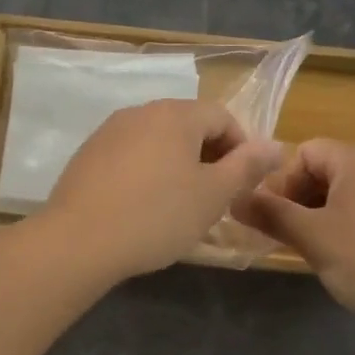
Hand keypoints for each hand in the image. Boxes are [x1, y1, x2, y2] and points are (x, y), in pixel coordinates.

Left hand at [42, 100, 284, 279]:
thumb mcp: (213, 195)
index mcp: (176, 115)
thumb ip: (247, 166)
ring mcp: (108, 132)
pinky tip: (141, 207)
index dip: (241, 148)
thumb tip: (276, 145)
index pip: (222, 117)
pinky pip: (129, 156)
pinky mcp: (87, 155)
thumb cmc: (157, 217)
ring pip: (157, 141)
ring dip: (176, 164)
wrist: (78, 242)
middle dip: (208, 156)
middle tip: (213, 197)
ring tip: (178, 204)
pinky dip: (145, 173)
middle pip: (188, 125)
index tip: (241, 184)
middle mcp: (140, 112)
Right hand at [233, 139, 354, 330]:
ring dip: (319, 216)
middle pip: (326, 171)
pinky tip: (341, 258)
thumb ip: (270, 214)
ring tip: (309, 250)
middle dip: (298, 200)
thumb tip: (233, 199)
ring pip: (345, 195)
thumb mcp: (311, 236)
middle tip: (283, 236)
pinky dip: (345, 227)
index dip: (282, 181)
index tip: (271, 217)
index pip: (307, 151)